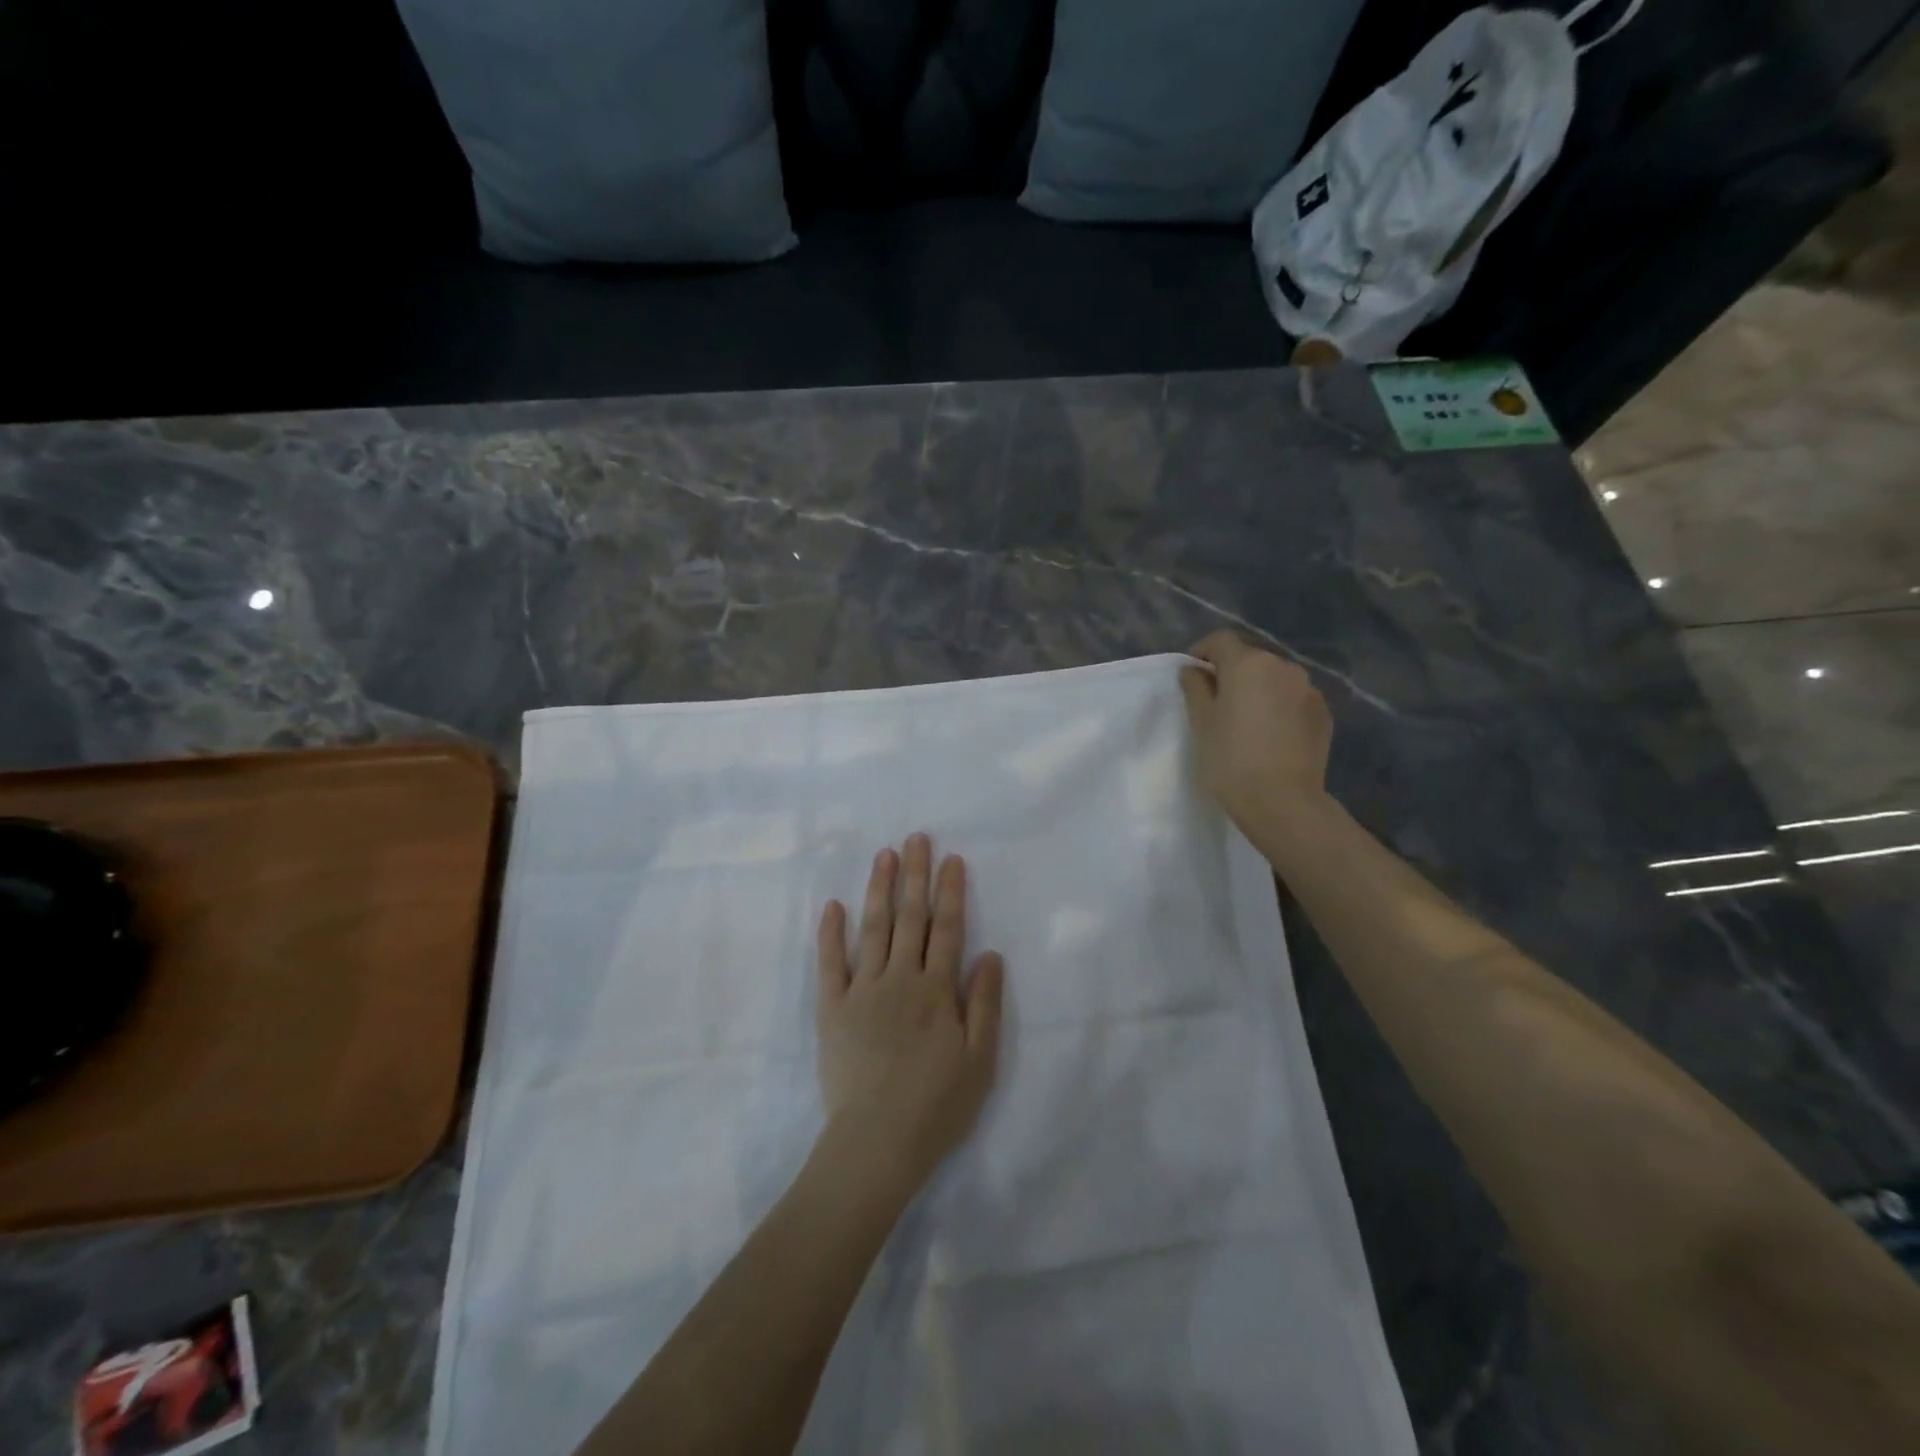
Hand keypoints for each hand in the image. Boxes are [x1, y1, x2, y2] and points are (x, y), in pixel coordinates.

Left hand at [815, 834, 1004, 1195]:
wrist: (877, 1142)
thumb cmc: (937, 1105)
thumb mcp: (980, 1060)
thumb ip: (984, 1003)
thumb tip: (990, 953)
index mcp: (936, 989)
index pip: (947, 928)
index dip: (951, 891)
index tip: (951, 859)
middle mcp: (900, 978)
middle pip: (910, 917)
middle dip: (915, 874)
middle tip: (915, 838)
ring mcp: (862, 990)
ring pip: (873, 928)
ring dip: (879, 888)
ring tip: (883, 855)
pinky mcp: (832, 1008)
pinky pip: (830, 962)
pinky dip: (831, 933)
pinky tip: (833, 905)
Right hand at [1179, 632, 1333, 836]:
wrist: (1283, 801)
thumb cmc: (1230, 759)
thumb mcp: (1201, 722)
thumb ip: (1195, 688)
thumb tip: (1194, 670)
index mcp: (1248, 664)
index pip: (1221, 640)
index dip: (1202, 652)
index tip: (1192, 674)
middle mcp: (1283, 667)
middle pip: (1250, 658)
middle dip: (1231, 672)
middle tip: (1215, 701)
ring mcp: (1308, 690)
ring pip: (1274, 678)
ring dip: (1258, 689)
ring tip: (1245, 719)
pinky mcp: (1323, 714)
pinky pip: (1293, 699)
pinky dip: (1279, 706)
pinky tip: (1270, 734)